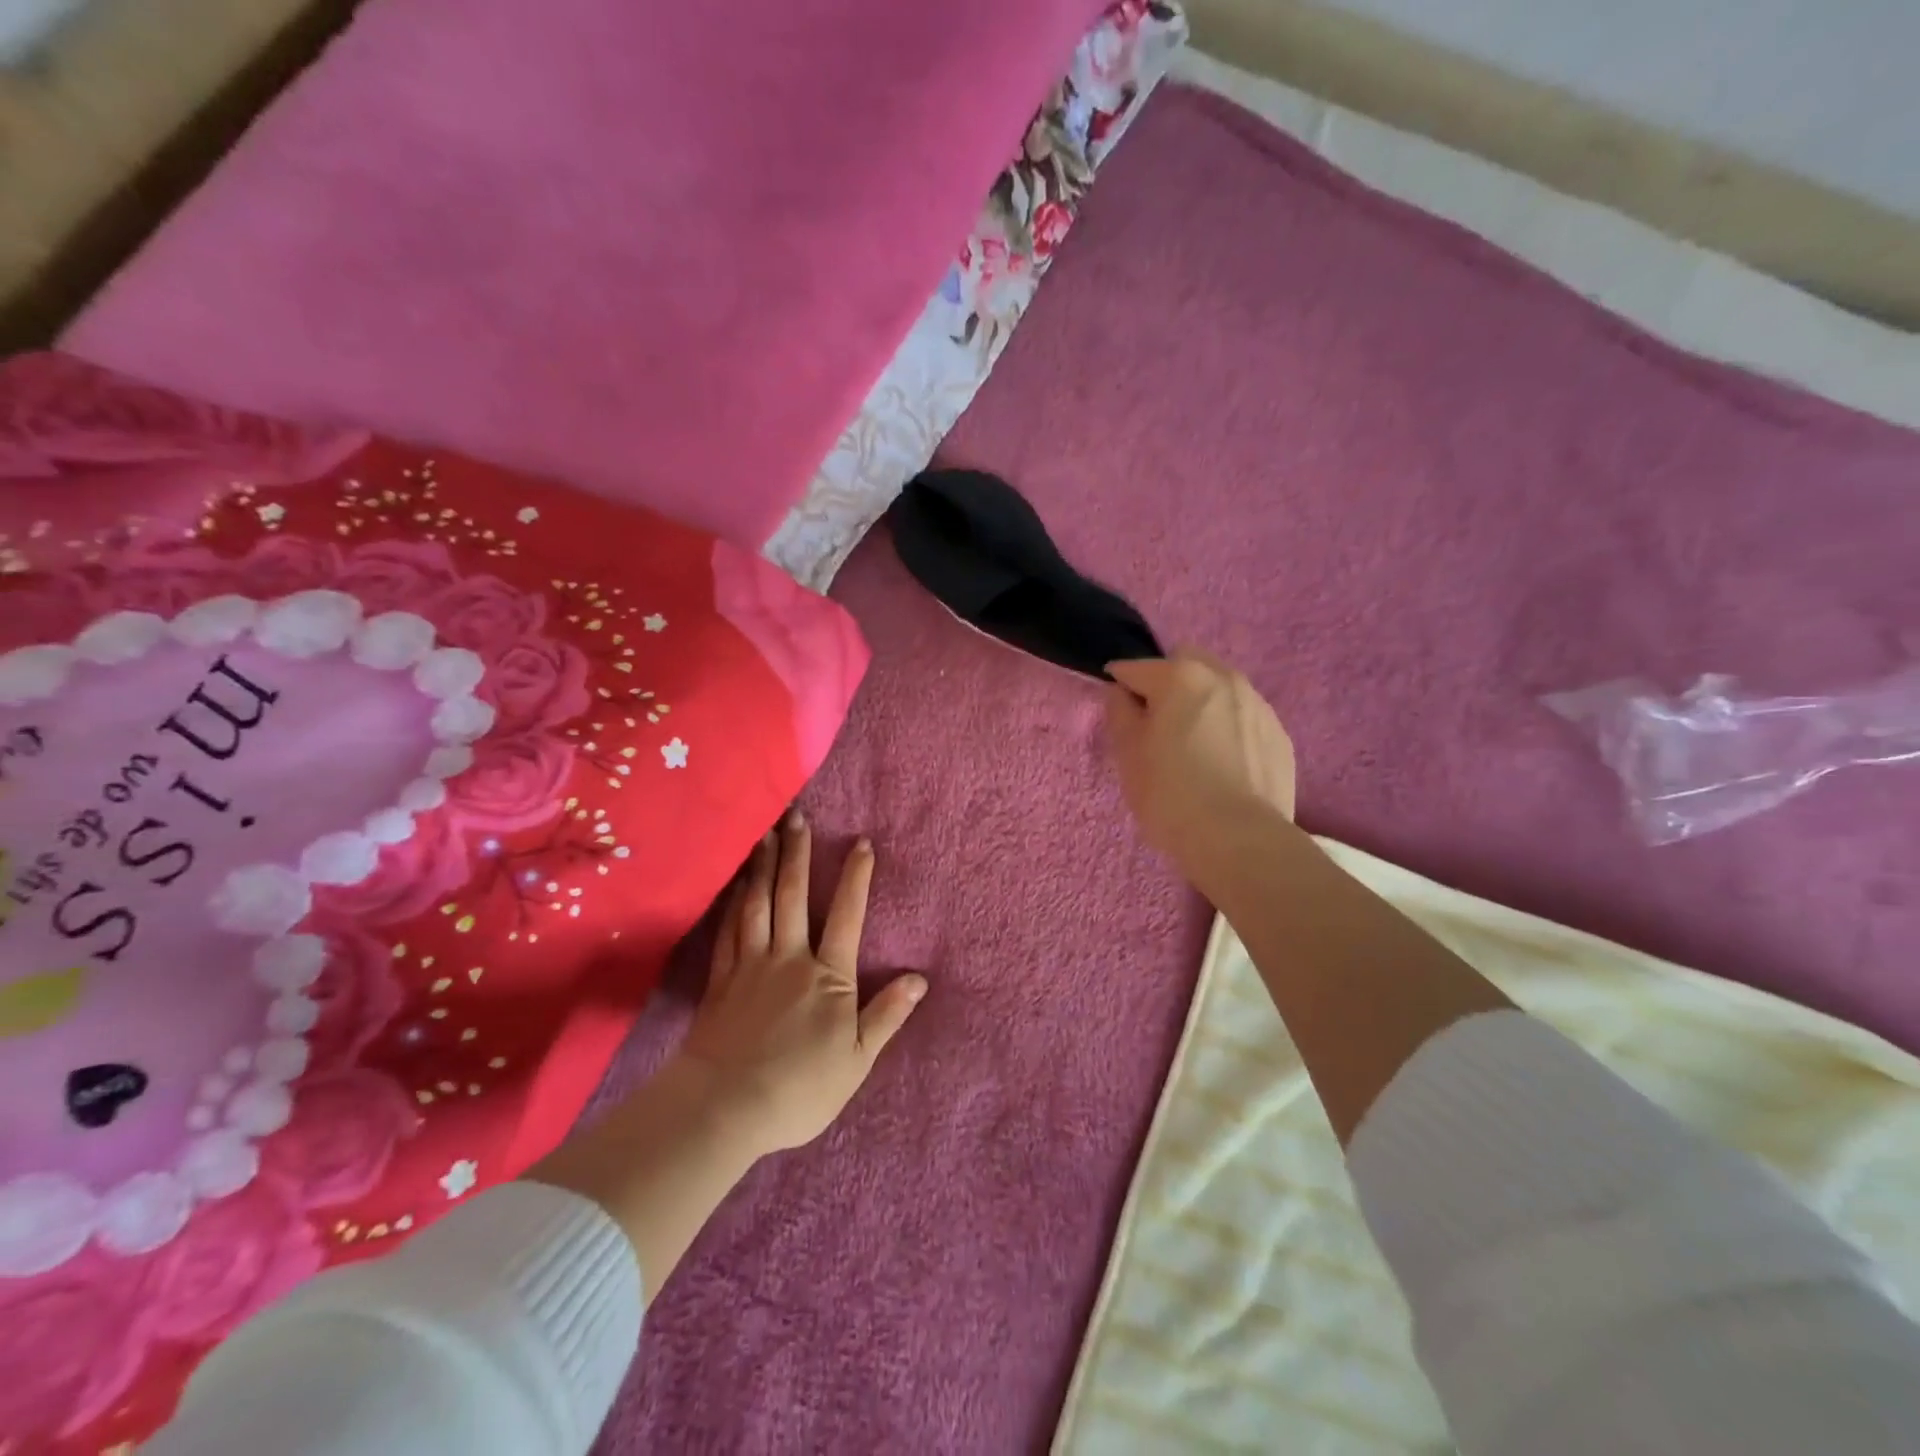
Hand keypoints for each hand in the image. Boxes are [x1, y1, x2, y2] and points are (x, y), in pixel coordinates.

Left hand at [678, 812, 925, 1155]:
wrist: (725, 1108)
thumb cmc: (800, 1089)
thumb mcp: (857, 1060)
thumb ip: (887, 1015)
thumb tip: (919, 979)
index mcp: (828, 976)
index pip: (847, 916)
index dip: (856, 877)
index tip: (862, 842)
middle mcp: (790, 958)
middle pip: (794, 896)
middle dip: (799, 853)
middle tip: (797, 815)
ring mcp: (751, 965)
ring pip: (758, 904)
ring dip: (763, 866)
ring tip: (765, 833)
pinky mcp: (722, 979)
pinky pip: (728, 929)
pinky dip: (732, 902)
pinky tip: (734, 884)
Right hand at [1105, 650, 1296, 884]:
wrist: (1240, 840)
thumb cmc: (1170, 795)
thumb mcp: (1127, 754)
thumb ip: (1119, 712)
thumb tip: (1122, 693)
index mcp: (1180, 677)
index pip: (1135, 669)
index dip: (1119, 687)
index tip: (1117, 713)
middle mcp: (1224, 678)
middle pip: (1186, 663)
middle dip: (1167, 682)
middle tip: (1158, 725)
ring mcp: (1258, 704)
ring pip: (1220, 687)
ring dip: (1202, 703)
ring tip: (1194, 747)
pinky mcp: (1279, 734)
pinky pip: (1244, 717)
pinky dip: (1228, 728)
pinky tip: (1223, 765)